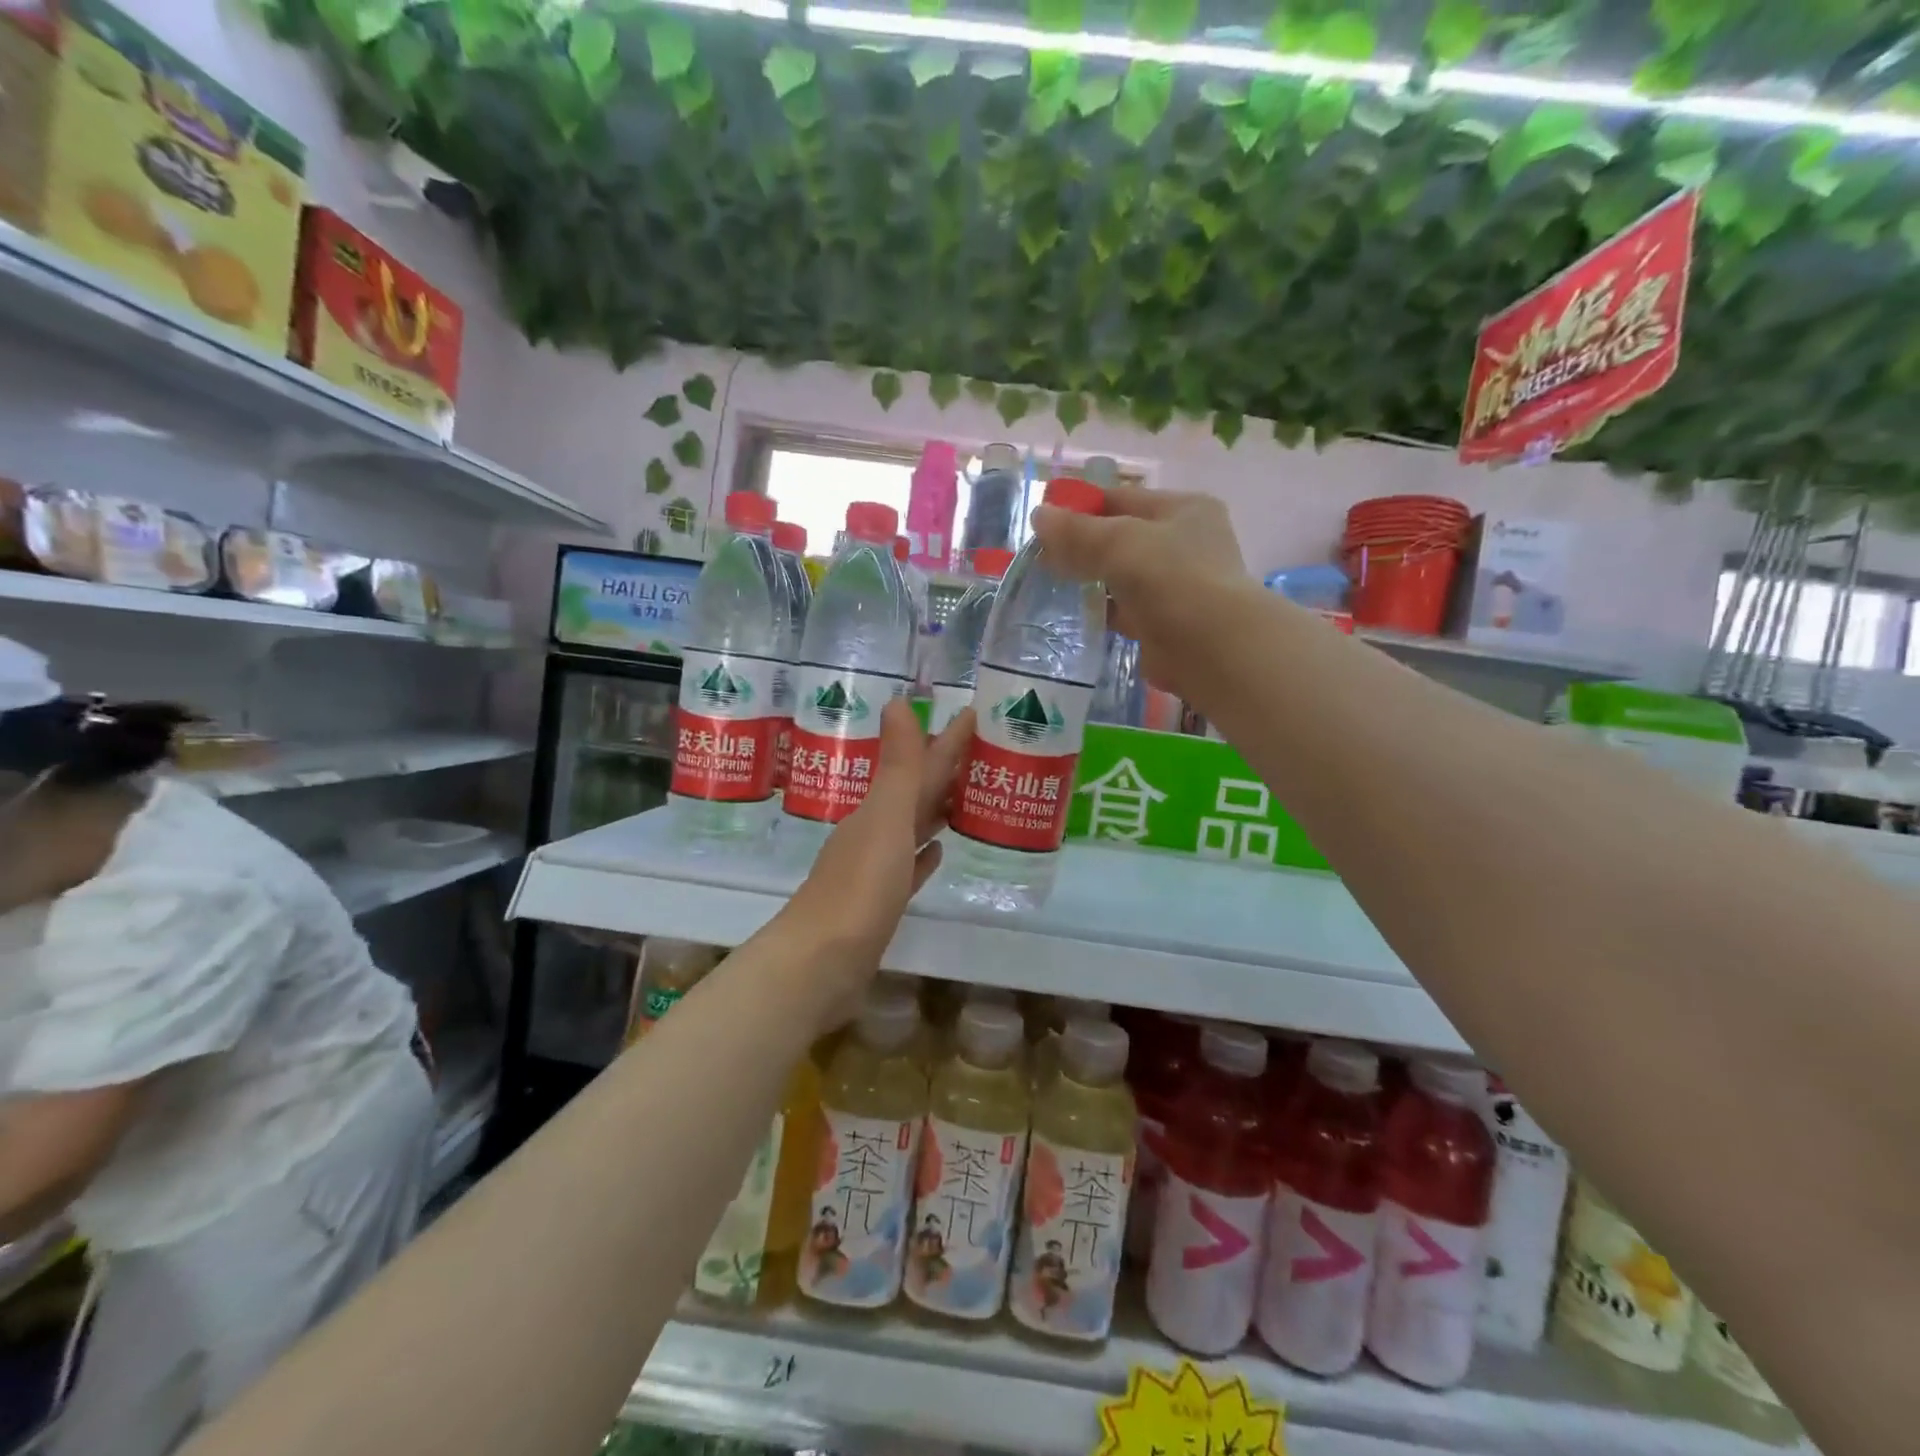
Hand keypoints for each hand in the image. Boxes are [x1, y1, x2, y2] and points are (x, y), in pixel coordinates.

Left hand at [781, 700, 973, 1018]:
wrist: (819, 965)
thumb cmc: (859, 890)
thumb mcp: (885, 821)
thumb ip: (898, 766)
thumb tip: (898, 700)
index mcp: (877, 810)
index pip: (918, 764)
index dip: (947, 740)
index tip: (973, 715)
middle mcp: (874, 832)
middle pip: (915, 793)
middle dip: (945, 771)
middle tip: (982, 753)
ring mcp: (875, 869)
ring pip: (913, 827)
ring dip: (937, 809)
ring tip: (967, 794)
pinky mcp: (881, 903)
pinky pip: (909, 868)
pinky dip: (924, 855)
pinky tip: (938, 850)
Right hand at [1032, 485, 1248, 702]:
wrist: (1210, 648)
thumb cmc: (1170, 579)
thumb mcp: (1118, 542)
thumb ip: (1076, 531)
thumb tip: (1039, 515)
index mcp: (1183, 509)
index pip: (1123, 498)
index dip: (1082, 507)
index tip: (1044, 523)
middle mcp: (1185, 543)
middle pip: (1121, 538)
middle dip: (1083, 547)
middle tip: (1041, 557)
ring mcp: (1176, 586)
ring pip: (1122, 576)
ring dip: (1091, 580)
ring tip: (1049, 584)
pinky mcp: (1164, 624)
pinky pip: (1124, 611)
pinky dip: (1102, 611)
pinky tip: (1073, 613)